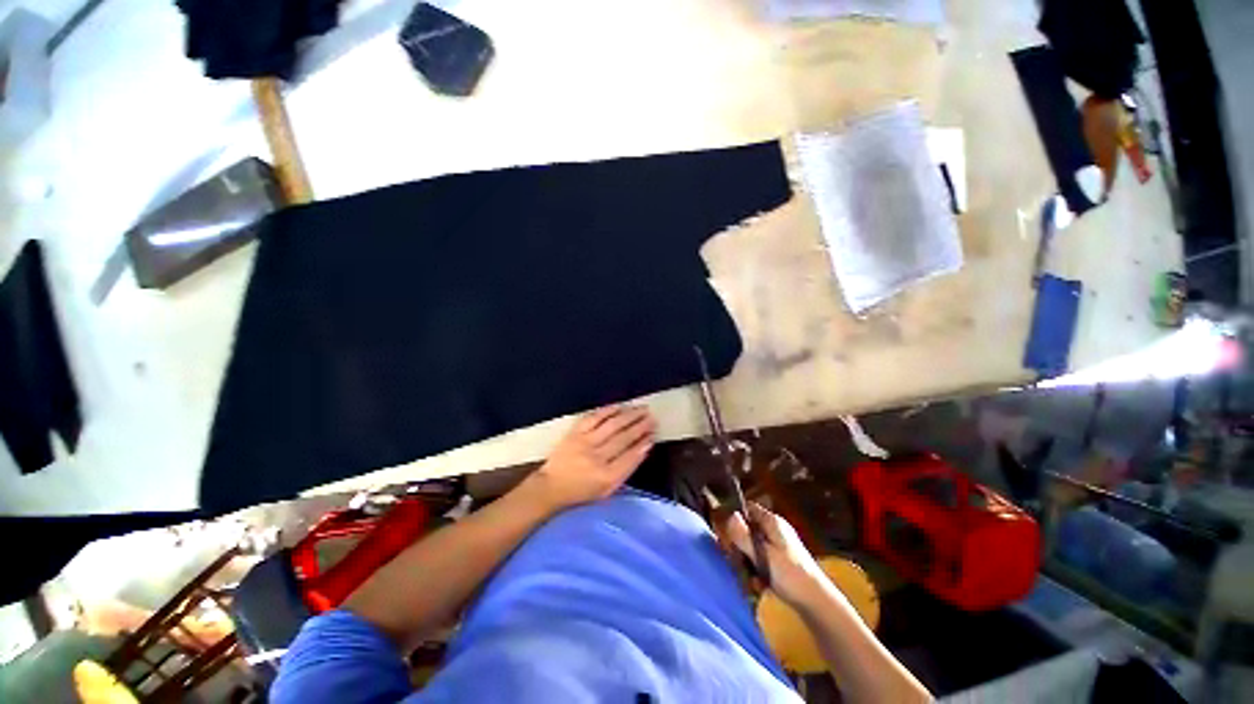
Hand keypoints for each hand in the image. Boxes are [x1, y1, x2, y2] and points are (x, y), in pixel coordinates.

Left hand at [524, 405, 655, 511]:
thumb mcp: (607, 490)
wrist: (551, 486)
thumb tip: (644, 449)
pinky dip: (609, 410)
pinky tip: (620, 406)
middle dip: (640, 427)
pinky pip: (595, 418)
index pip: (631, 457)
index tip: (653, 434)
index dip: (643, 444)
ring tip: (642, 409)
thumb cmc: (582, 491)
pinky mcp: (575, 433)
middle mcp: (596, 458)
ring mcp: (585, 443)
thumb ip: (626, 470)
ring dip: (630, 415)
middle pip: (624, 438)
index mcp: (606, 477)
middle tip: (652, 418)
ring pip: (613, 425)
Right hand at [725, 502, 825, 607]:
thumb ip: (743, 535)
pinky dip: (758, 570)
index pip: (747, 509)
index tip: (727, 536)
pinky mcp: (782, 561)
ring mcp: (779, 545)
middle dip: (740, 546)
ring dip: (748, 562)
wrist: (818, 602)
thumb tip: (729, 515)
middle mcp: (775, 529)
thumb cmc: (790, 575)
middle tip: (737, 562)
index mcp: (772, 522)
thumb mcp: (762, 555)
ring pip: (753, 546)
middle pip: (748, 529)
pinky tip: (759, 585)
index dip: (735, 518)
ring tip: (750, 578)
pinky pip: (763, 560)